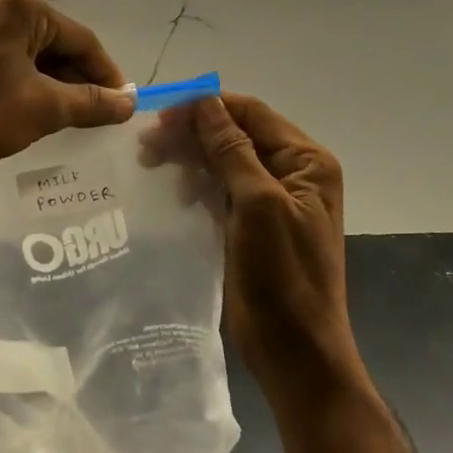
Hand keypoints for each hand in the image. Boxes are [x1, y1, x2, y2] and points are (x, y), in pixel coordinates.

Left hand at [0, 0, 132, 181]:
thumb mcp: (43, 108)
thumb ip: (92, 102)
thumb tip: (129, 103)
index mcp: (20, 7)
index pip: (81, 38)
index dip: (106, 73)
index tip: (122, 104)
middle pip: (53, 41)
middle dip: (77, 78)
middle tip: (96, 114)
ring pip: (27, 51)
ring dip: (51, 82)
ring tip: (68, 116)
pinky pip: (2, 58)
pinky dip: (23, 80)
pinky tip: (31, 107)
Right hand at [173, 94, 362, 403]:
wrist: (295, 350)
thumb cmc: (283, 276)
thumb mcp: (258, 205)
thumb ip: (232, 150)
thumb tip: (206, 101)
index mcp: (306, 161)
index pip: (251, 113)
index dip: (206, 107)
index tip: (159, 115)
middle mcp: (292, 172)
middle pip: (235, 134)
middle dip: (192, 133)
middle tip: (146, 145)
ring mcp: (271, 198)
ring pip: (223, 160)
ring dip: (189, 158)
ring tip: (150, 164)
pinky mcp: (251, 223)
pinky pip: (220, 189)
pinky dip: (195, 184)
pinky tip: (174, 193)